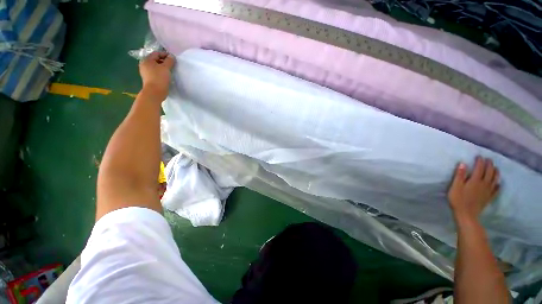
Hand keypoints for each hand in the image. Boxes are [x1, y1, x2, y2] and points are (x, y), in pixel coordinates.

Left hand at [139, 51, 175, 100]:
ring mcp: (146, 72)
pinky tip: (167, 75)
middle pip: (155, 60)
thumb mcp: (166, 68)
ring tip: (171, 70)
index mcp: (147, 60)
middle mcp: (145, 65)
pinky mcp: (150, 79)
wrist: (155, 92)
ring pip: (156, 67)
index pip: (156, 53)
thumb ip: (169, 61)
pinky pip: (156, 73)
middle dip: (164, 61)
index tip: (173, 58)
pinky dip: (161, 72)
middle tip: (172, 64)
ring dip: (163, 67)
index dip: (165, 54)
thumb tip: (171, 56)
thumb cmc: (159, 78)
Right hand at [447, 157, 499, 223]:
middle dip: (489, 165)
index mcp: (475, 180)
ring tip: (496, 168)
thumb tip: (463, 163)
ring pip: (494, 179)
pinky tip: (498, 183)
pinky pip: (496, 190)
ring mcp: (488, 191)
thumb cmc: (458, 199)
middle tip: (488, 159)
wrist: (466, 214)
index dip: (480, 161)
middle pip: (489, 172)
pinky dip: (498, 185)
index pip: (479, 168)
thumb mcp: (455, 187)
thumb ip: (459, 175)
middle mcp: (483, 184)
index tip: (479, 156)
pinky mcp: (489, 198)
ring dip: (496, 172)